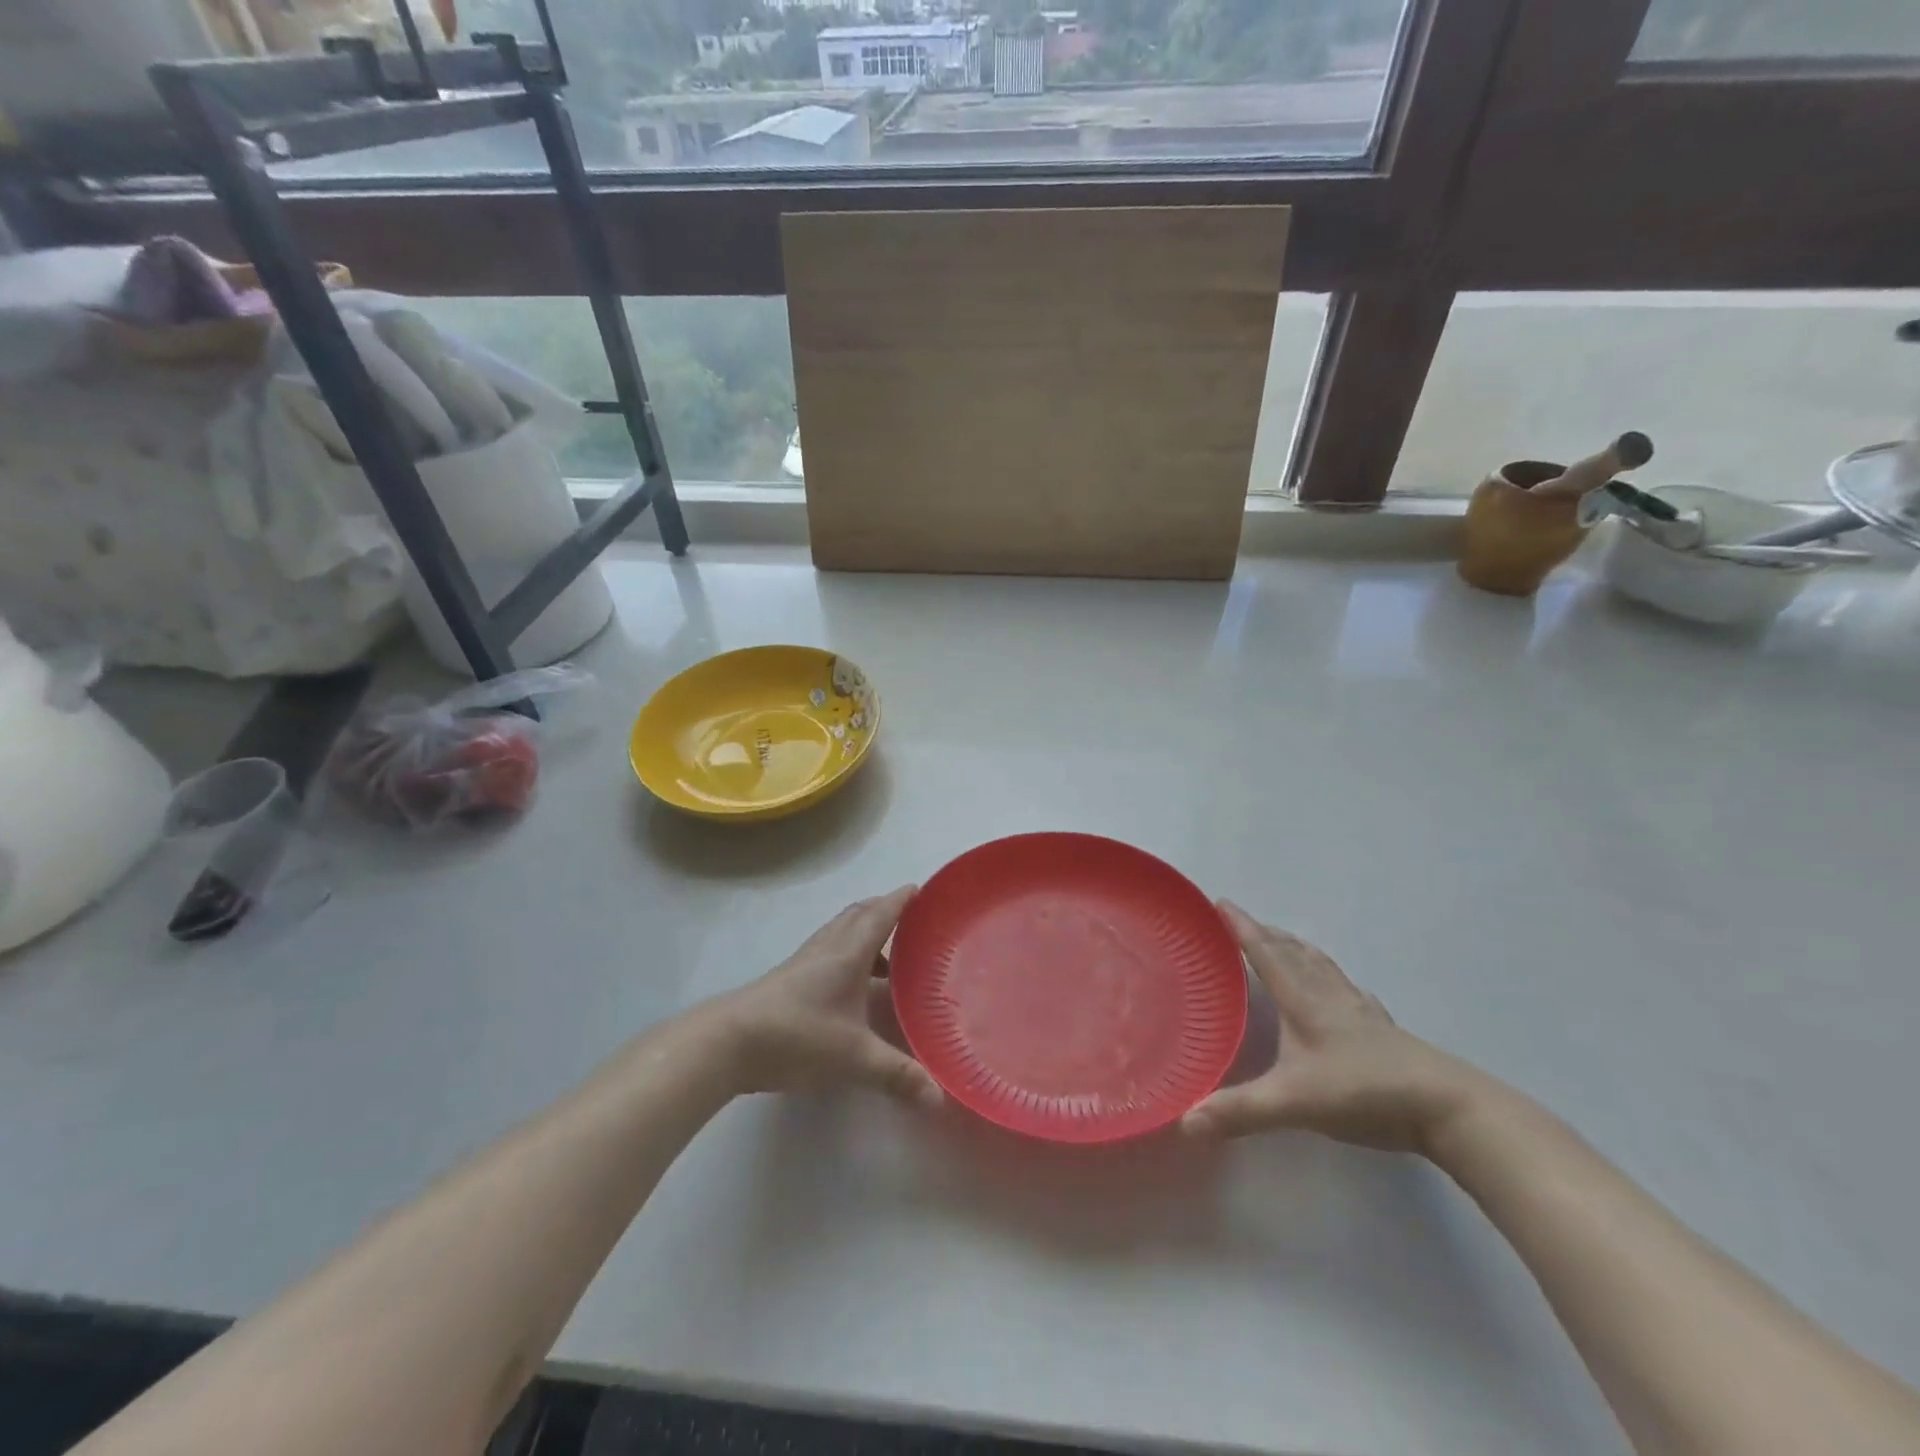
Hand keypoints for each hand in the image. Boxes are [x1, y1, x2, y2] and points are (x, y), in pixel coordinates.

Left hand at [718, 887, 942, 1109]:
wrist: (728, 1042)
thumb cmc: (798, 1036)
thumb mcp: (854, 1057)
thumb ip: (897, 1074)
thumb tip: (939, 1096)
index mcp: (848, 953)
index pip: (881, 915)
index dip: (901, 900)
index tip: (921, 889)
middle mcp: (827, 948)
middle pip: (858, 916)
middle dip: (884, 911)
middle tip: (911, 921)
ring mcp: (804, 962)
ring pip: (840, 933)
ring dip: (864, 933)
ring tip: (887, 957)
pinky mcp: (788, 979)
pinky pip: (827, 952)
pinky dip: (847, 954)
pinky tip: (851, 986)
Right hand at [1180, 902, 1478, 1152]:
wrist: (1447, 1108)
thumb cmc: (1364, 1092)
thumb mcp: (1294, 1102)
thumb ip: (1240, 1111)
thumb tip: (1184, 1121)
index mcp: (1304, 1002)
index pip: (1265, 954)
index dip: (1241, 927)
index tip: (1220, 902)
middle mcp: (1330, 997)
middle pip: (1294, 953)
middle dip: (1266, 934)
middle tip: (1243, 923)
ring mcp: (1361, 1013)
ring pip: (1323, 967)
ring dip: (1299, 950)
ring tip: (1286, 942)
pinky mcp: (1385, 1032)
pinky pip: (1351, 992)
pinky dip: (1335, 980)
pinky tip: (1344, 991)